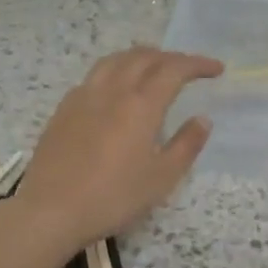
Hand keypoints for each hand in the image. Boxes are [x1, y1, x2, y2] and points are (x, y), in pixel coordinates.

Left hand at [14, 47, 222, 254]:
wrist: (51, 211)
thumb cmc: (113, 198)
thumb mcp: (161, 178)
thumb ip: (186, 145)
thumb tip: (202, 119)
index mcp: (140, 105)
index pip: (174, 70)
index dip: (197, 64)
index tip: (216, 69)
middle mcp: (112, 91)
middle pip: (143, 57)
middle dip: (170, 57)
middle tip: (188, 68)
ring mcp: (83, 97)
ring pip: (114, 61)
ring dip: (139, 57)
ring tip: (153, 67)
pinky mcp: (63, 110)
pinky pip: (94, 76)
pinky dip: (115, 71)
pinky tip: (115, 89)